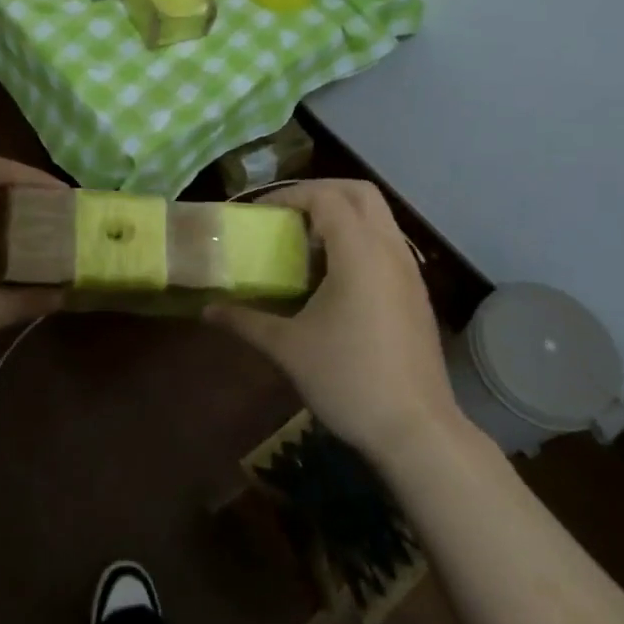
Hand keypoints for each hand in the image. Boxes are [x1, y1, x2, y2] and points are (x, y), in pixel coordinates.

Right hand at [206, 180, 471, 458]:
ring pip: (378, 217)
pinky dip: (358, 240)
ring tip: (305, 245)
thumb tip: (207, 310)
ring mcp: (409, 271)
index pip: (325, 196)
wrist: (416, 430)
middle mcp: (389, 249)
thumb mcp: (288, 348)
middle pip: (359, 192)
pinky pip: (386, 244)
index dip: (288, 196)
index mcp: (359, 251)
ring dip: (342, 216)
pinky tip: (334, 278)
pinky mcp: (416, 293)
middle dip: (320, 192)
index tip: (259, 215)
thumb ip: (245, 321)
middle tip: (286, 215)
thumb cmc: (348, 379)